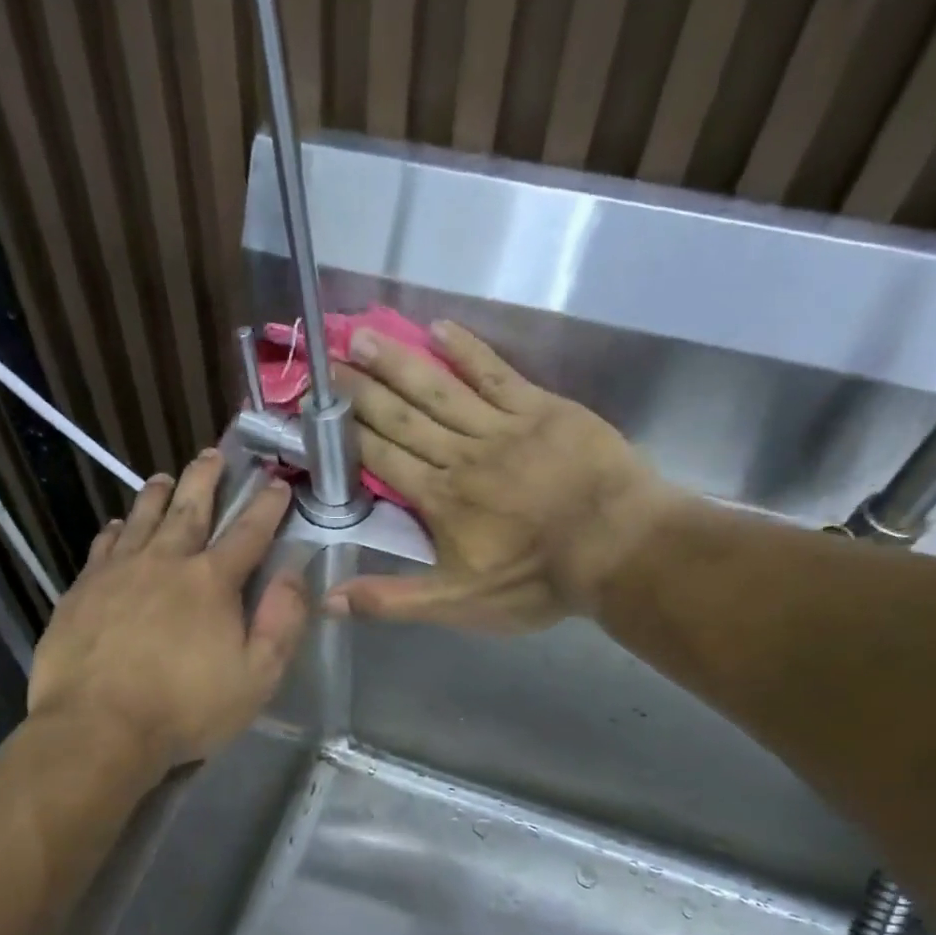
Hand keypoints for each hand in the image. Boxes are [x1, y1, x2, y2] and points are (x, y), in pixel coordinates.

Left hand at [27, 450, 307, 772]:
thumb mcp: (256, 678)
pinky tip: (118, 525)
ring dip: (157, 494)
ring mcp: (118, 572)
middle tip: (213, 454)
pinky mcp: (82, 589)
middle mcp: (166, 562)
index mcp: (212, 582)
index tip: (277, 483)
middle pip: (190, 508)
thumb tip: (294, 574)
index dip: (267, 506)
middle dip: (206, 478)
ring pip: (142, 518)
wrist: (98, 728)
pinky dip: (116, 530)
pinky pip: (103, 546)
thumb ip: (282, 623)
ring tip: (164, 477)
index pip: (248, 533)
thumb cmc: (185, 709)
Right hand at [326, 321, 684, 631]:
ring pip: (439, 389)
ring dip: (398, 361)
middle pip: (402, 417)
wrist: (618, 547)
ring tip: (362, 335)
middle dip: (361, 390)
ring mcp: (502, 426)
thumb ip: (392, 599)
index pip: (381, 458)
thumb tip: (327, 601)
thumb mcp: (457, 605)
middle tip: (327, 360)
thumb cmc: (535, 581)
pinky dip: (467, 350)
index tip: (317, 410)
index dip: (347, 435)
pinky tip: (439, 329)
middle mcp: (460, 454)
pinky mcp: (541, 409)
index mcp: (438, 499)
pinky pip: (495, 373)